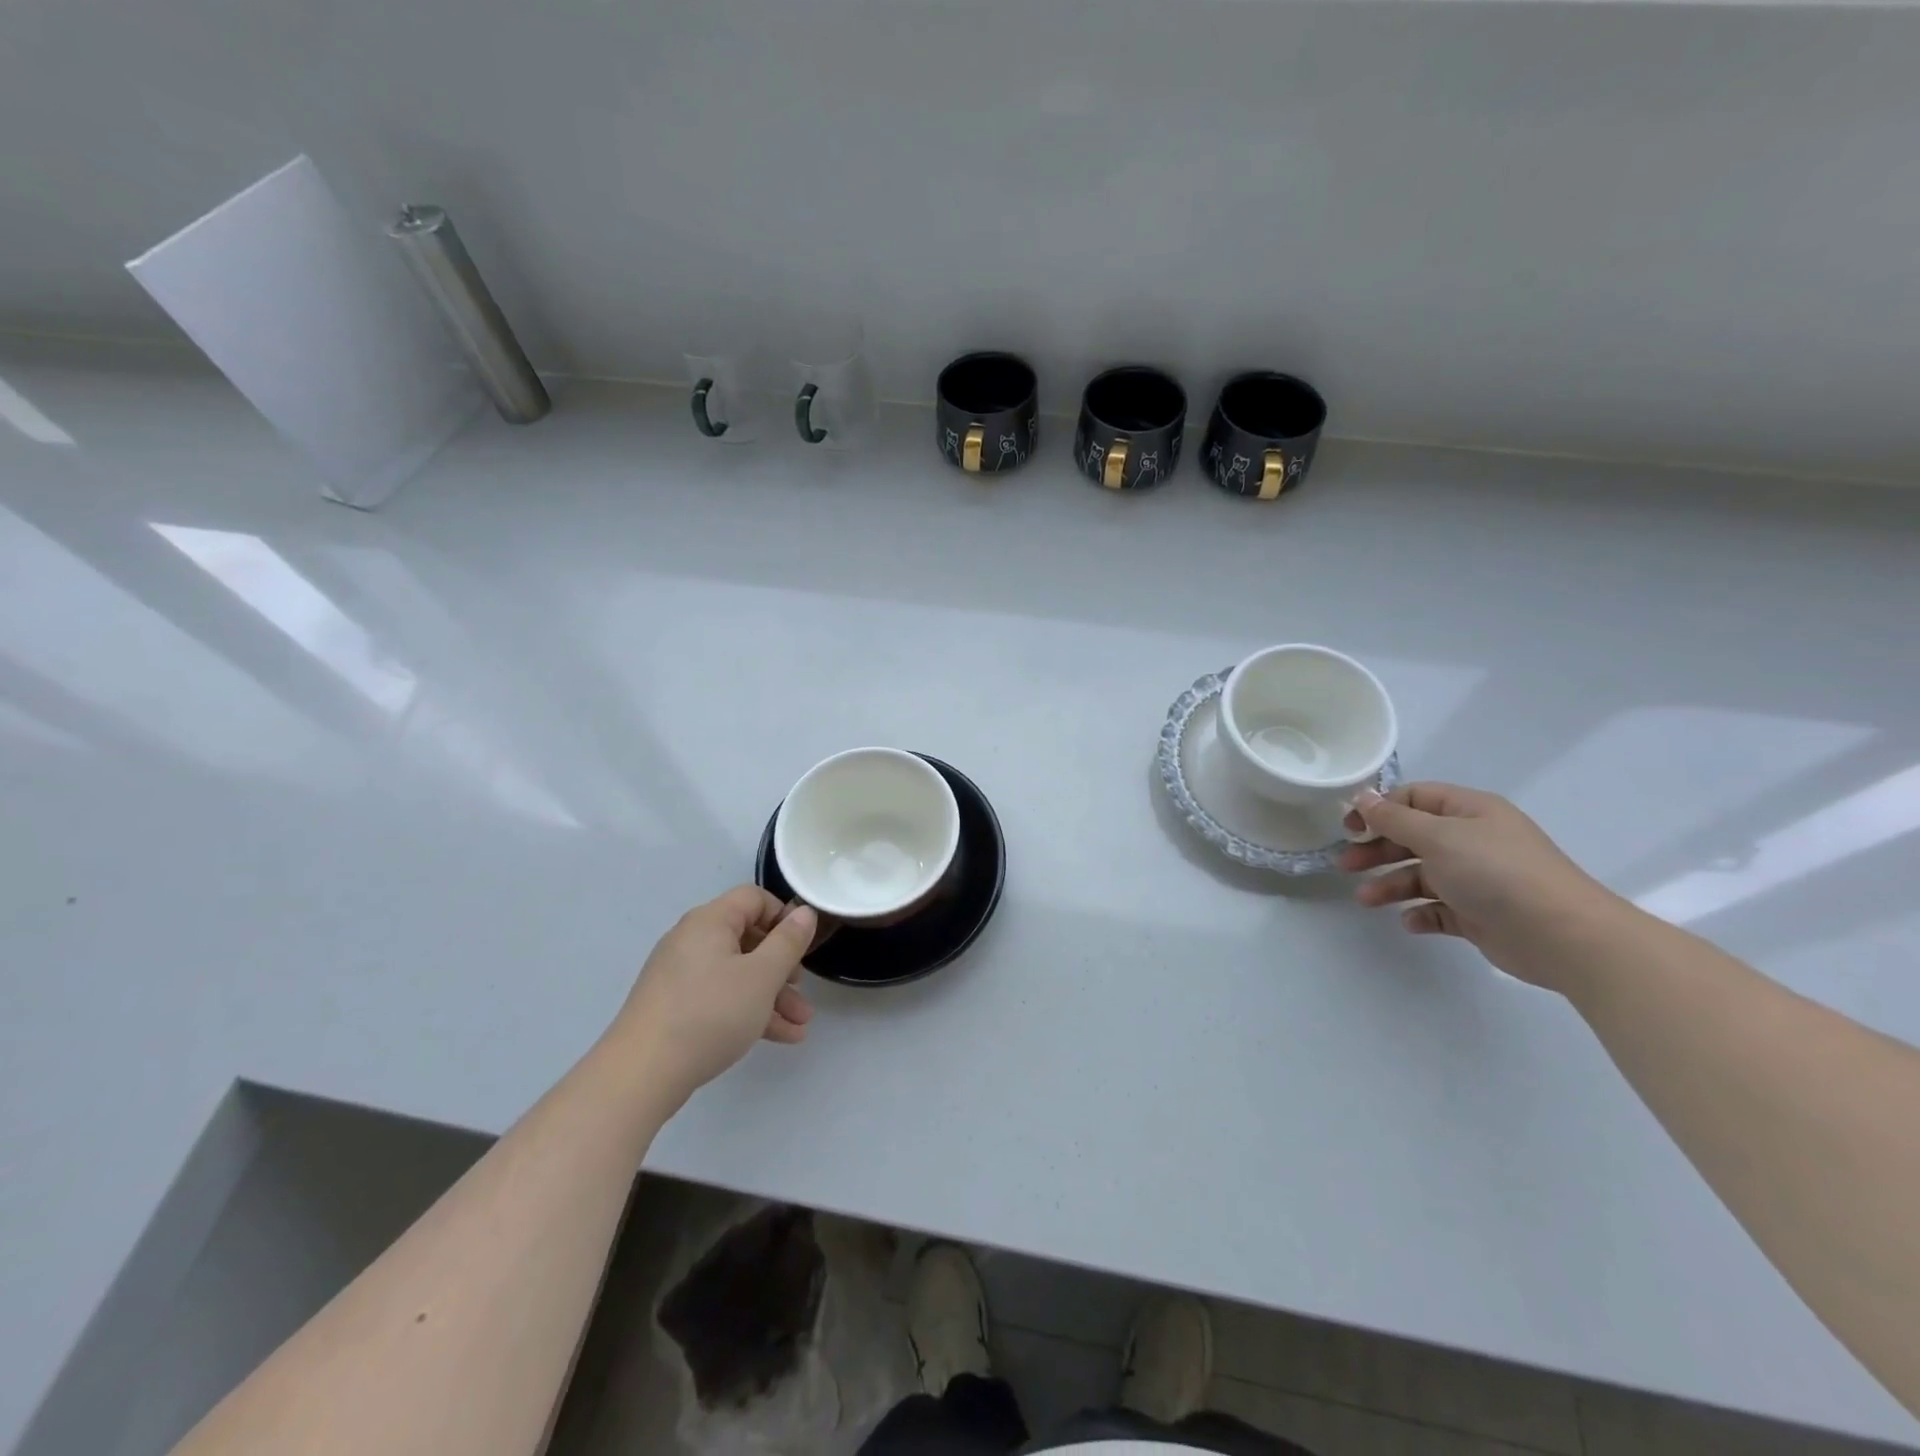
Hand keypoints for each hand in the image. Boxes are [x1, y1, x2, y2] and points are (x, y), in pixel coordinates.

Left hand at [614, 886, 817, 1101]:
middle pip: (748, 939)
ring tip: (801, 1024)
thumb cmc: (710, 1013)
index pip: (753, 898)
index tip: (802, 946)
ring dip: (772, 995)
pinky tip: (780, 1037)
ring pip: (738, 974)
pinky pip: (721, 997)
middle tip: (802, 989)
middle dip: (783, 966)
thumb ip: (788, 941)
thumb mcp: (762, 976)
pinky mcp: (675, 1007)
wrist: (641, 1074)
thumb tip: (804, 912)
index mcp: (710, 921)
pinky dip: (749, 1011)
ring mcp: (681, 975)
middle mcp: (692, 940)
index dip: (783, 916)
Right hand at [1339, 782, 1624, 989]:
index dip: (1379, 809)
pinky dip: (1420, 913)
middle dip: (1377, 850)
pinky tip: (1410, 922)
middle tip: (1346, 865)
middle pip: (1413, 837)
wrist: (1561, 935)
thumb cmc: (1495, 872)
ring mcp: (1477, 878)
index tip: (1350, 828)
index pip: (1415, 798)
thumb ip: (1394, 819)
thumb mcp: (1438, 837)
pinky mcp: (1479, 914)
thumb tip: (1362, 797)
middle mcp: (1473, 840)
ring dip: (1391, 885)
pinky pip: (1439, 909)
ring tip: (1367, 900)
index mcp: (1469, 812)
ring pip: (1421, 875)